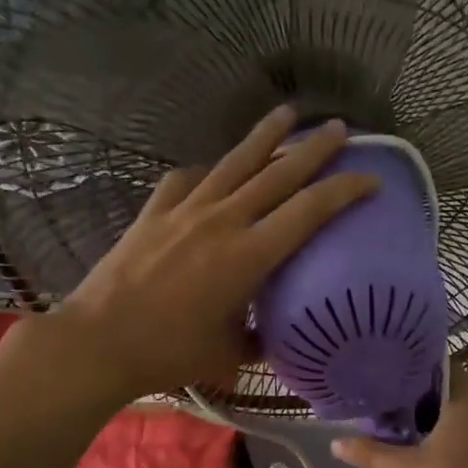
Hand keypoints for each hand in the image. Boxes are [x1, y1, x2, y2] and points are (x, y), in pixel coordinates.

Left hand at [0, 108, 376, 410]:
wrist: (98, 342)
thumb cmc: (169, 351)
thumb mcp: (228, 353)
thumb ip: (256, 339)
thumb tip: (270, 336)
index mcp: (250, 256)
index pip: (309, 211)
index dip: (344, 191)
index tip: (369, 179)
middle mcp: (223, 221)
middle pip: (278, 174)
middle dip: (314, 149)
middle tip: (339, 128)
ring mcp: (186, 211)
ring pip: (234, 163)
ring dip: (265, 137)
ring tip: (287, 113)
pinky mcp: (154, 212)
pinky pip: (186, 180)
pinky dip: (205, 173)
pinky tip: (209, 171)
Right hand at [330, 382, 467, 467]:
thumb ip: (370, 452)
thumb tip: (335, 443)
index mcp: (466, 402)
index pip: (445, 370)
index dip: (421, 372)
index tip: (397, 379)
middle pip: (455, 394)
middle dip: (428, 401)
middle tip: (397, 408)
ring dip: (444, 423)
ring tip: (413, 432)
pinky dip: (460, 442)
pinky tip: (439, 458)